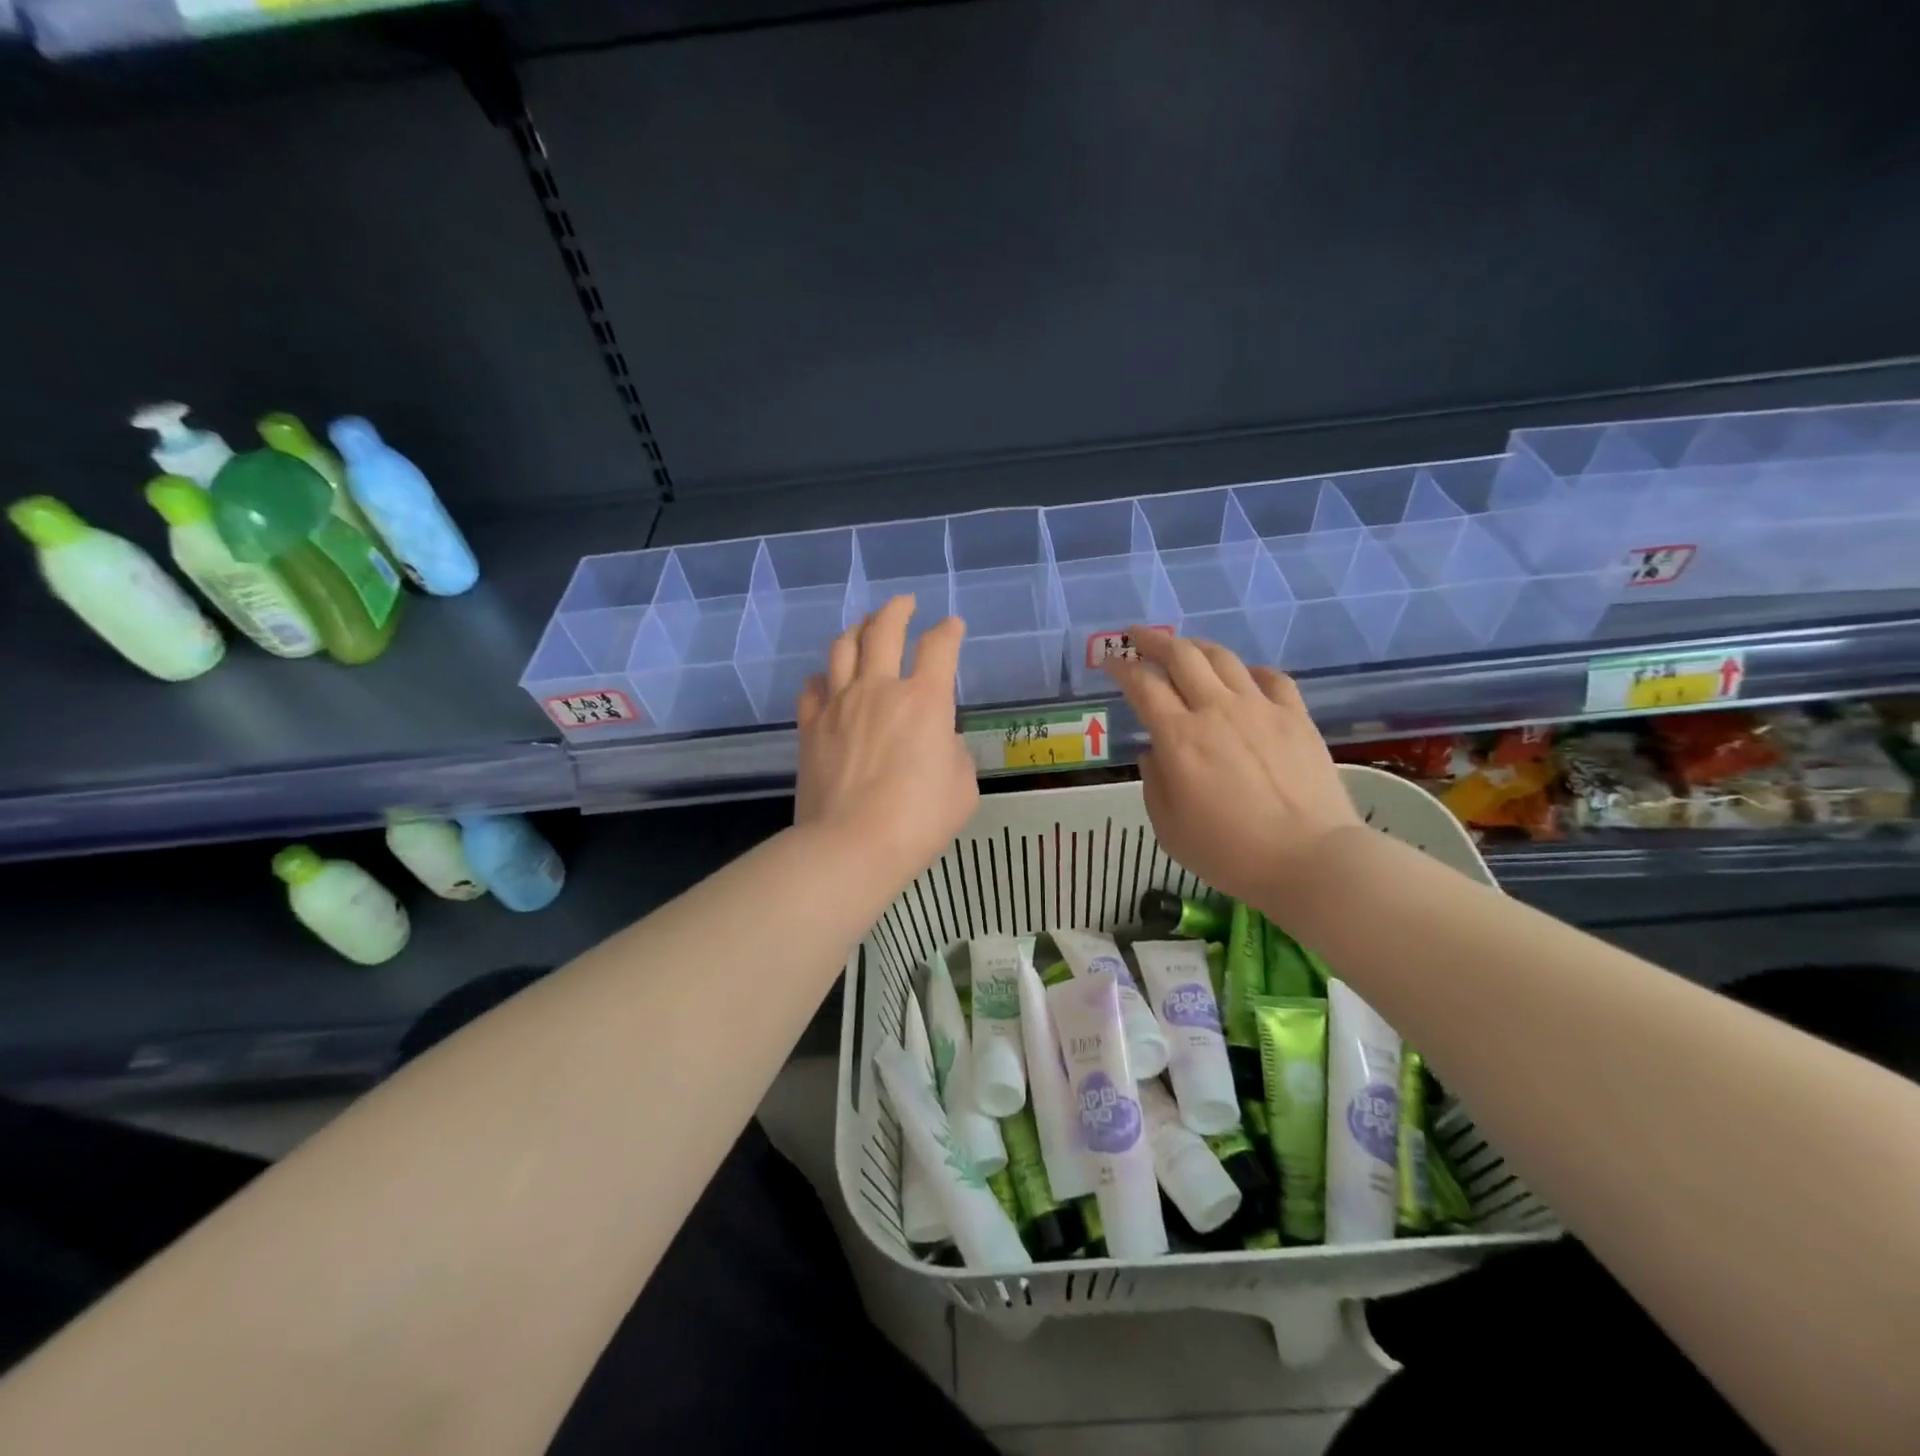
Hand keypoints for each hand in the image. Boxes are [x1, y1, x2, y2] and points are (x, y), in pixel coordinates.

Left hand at [795, 595, 978, 877]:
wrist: (850, 845)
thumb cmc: (917, 820)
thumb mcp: (962, 788)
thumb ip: (954, 753)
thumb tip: (939, 741)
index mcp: (924, 700)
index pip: (939, 646)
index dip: (949, 630)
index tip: (953, 626)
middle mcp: (879, 689)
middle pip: (884, 629)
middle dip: (898, 609)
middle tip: (905, 603)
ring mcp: (839, 704)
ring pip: (842, 647)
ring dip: (857, 628)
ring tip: (865, 625)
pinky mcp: (810, 726)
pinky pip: (812, 687)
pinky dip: (823, 676)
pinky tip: (827, 679)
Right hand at [1106, 630, 1361, 910]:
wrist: (1310, 859)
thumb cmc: (1230, 852)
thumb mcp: (1169, 828)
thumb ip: (1154, 782)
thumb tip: (1154, 752)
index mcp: (1179, 737)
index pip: (1142, 684)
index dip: (1121, 667)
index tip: (1109, 662)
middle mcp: (1216, 710)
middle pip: (1181, 655)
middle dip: (1153, 640)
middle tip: (1137, 636)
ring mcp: (1260, 708)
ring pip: (1223, 657)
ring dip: (1196, 646)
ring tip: (1184, 648)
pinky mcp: (1296, 716)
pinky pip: (1270, 677)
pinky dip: (1249, 670)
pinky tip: (1244, 678)